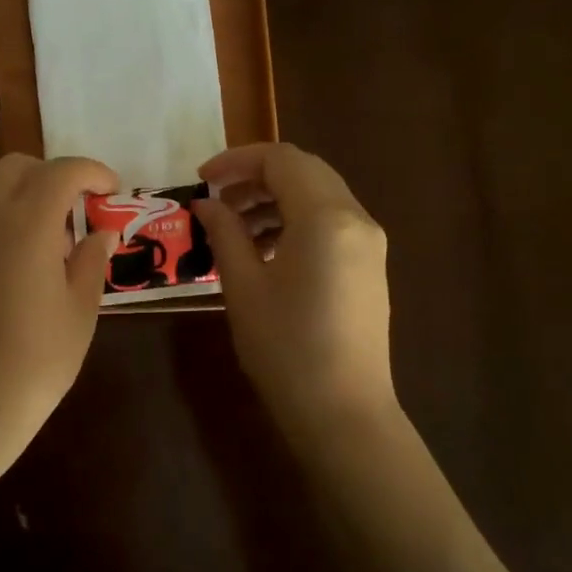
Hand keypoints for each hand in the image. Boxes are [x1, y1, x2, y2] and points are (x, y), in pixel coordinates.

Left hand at [0, 153, 118, 455]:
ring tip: (58, 240)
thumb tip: (101, 233)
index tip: (113, 190)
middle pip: (17, 167)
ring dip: (29, 195)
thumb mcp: (80, 311)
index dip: (92, 172)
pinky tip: (28, 263)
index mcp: (26, 226)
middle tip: (82, 207)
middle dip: (54, 174)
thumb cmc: (36, 361)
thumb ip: (92, 261)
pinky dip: (8, 219)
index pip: (60, 172)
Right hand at [194, 143, 396, 441]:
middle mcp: (356, 219)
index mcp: (326, 217)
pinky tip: (265, 250)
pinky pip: (331, 223)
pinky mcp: (369, 267)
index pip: (281, 160)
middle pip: (305, 171)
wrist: (343, 412)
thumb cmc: (285, 348)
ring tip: (235, 228)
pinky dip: (296, 221)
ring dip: (276, 199)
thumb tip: (206, 204)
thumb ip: (225, 233)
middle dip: (256, 177)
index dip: (236, 161)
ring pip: (319, 196)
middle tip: (216, 201)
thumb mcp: (244, 286)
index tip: (201, 180)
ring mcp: (369, 243)